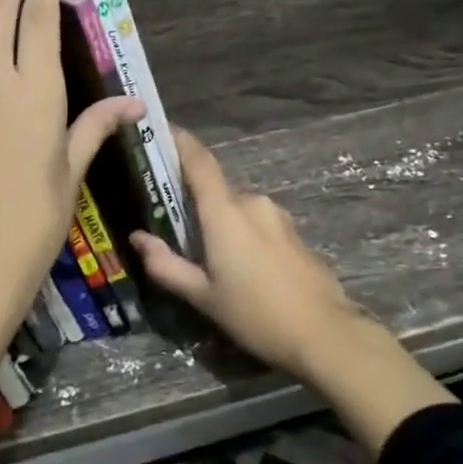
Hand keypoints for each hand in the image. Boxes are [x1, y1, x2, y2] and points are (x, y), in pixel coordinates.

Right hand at [130, 128, 367, 380]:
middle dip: (195, 202)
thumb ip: (166, 265)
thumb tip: (138, 238)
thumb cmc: (255, 314)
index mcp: (225, 212)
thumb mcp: (203, 297)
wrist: (325, 334)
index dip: (180, 141)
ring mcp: (277, 216)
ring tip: (207, 255)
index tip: (160, 130)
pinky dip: (241, 233)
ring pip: (237, 208)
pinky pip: (257, 222)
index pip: (199, 161)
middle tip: (174, 226)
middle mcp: (252, 202)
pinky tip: (240, 266)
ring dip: (220, 222)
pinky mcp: (293, 232)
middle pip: (215, 190)